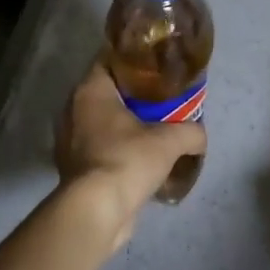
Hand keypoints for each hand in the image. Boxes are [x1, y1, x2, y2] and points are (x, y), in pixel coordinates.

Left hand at [54, 58, 206, 250]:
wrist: (96, 211)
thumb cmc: (127, 160)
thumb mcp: (169, 141)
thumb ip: (190, 131)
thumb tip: (201, 135)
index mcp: (90, 91)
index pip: (108, 59)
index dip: (132, 58)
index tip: (155, 62)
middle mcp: (73, 110)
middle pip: (105, 91)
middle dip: (131, 93)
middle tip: (160, 95)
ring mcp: (69, 140)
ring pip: (100, 120)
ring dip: (122, 122)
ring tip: (152, 126)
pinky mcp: (72, 166)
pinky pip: (98, 146)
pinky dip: (115, 146)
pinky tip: (138, 156)